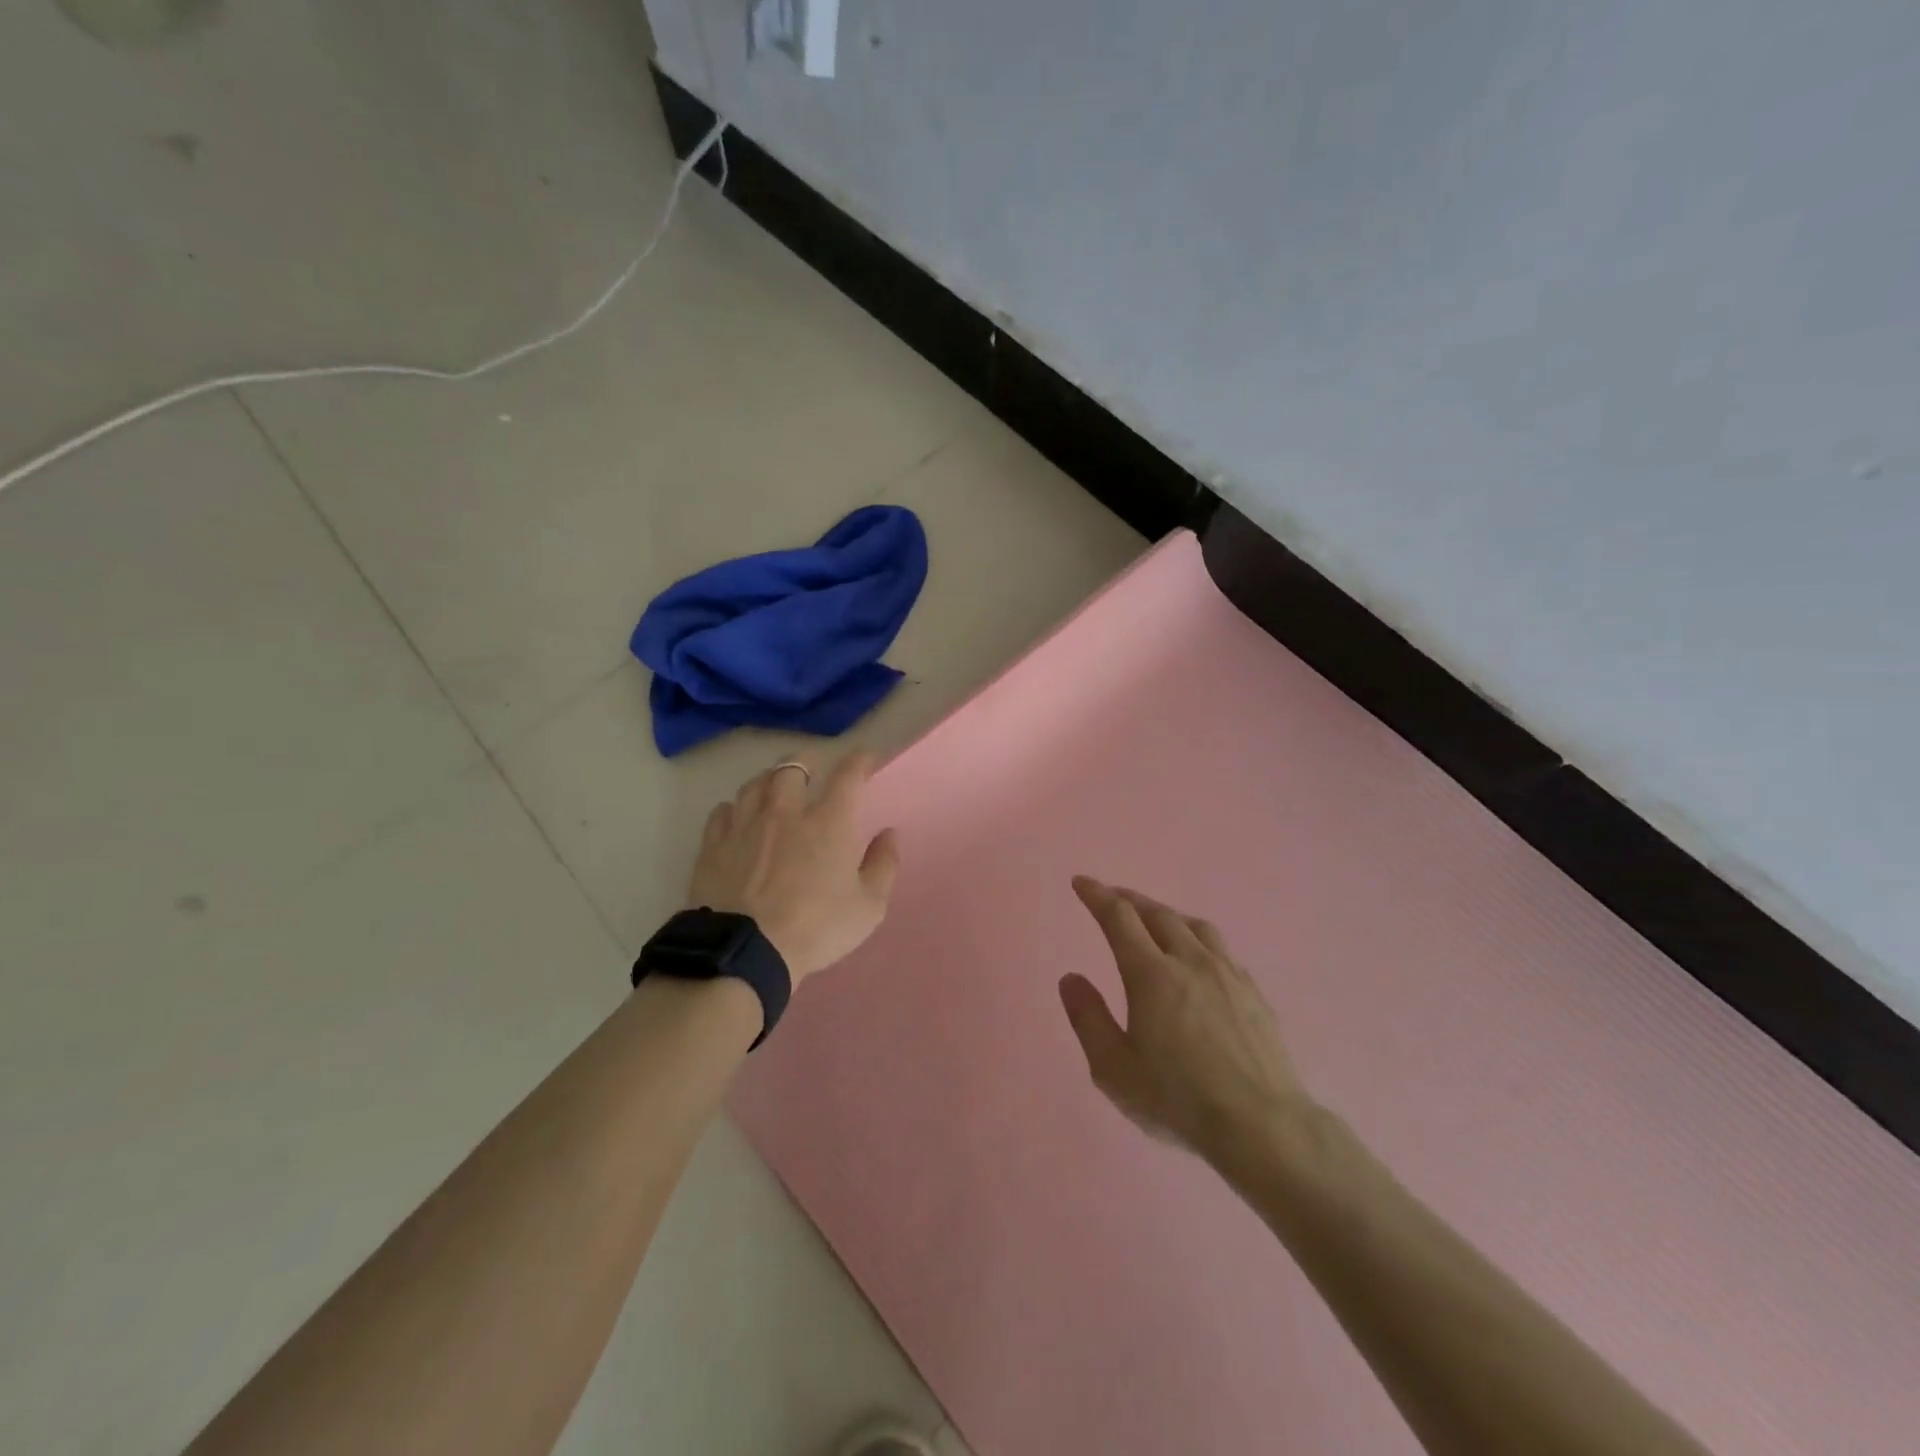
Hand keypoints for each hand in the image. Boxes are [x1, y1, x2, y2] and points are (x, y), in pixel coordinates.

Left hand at [687, 753, 900, 983]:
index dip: (859, 760)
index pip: (848, 775)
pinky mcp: (714, 845)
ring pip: (755, 783)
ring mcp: (745, 826)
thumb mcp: (868, 907)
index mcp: (829, 822)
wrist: (745, 951)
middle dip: (808, 760)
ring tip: (775, 785)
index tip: (865, 759)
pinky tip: (737, 816)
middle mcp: (786, 812)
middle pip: (793, 766)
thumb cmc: (816, 929)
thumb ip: (883, 866)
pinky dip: (734, 808)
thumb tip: (889, 834)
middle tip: (814, 766)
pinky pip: (722, 811)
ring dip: (770, 779)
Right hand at [1060, 878, 1309, 1166]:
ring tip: (1154, 918)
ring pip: (1193, 925)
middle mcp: (1190, 961)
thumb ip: (1088, 1019)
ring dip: (1166, 913)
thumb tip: (1071, 978)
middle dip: (1129, 899)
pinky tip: (1199, 955)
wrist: (1262, 1126)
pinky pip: (1220, 948)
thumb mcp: (1114, 1069)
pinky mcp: (1254, 992)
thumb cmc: (1178, 1100)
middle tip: (1111, 896)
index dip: (1097, 895)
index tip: (1081, 882)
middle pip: (1157, 913)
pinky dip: (1197, 937)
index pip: (1119, 917)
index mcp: (1151, 974)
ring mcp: (1227, 974)